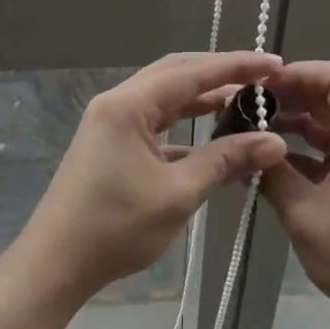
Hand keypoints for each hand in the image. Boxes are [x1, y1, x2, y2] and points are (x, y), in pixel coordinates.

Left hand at [19, 52, 288, 301]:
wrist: (55, 264)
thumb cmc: (115, 227)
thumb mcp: (178, 193)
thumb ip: (226, 160)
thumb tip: (274, 142)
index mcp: (129, 105)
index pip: (192, 73)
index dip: (236, 66)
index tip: (274, 64)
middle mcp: (118, 103)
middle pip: (176, 73)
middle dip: (220, 73)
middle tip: (262, 78)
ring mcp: (111, 122)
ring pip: (165, 97)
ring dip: (202, 97)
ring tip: (244, 100)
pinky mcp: (111, 143)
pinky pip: (155, 121)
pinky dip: (185, 124)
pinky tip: (212, 139)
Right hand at [262, 61, 329, 328]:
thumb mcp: (304, 214)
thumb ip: (273, 172)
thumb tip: (246, 143)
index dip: (298, 73)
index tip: (262, 85)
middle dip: (292, 97)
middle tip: (250, 108)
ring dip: (297, 124)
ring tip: (254, 133)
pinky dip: (308, 149)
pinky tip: (274, 162)